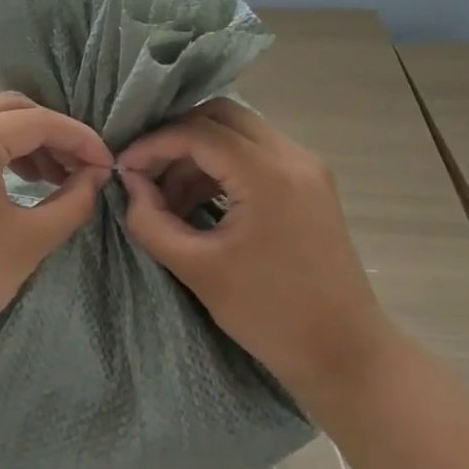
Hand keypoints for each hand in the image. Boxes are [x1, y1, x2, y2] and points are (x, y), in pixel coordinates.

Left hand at [0, 93, 112, 363]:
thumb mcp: (31, 240)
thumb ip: (74, 200)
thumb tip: (96, 175)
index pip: (39, 122)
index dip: (80, 139)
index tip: (107, 165)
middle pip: (12, 109)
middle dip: (53, 133)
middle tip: (82, 168)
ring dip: (26, 141)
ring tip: (56, 177)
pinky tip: (22, 180)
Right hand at [118, 100, 394, 407]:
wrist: (344, 352)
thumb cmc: (269, 314)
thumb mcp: (197, 269)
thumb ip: (152, 221)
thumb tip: (131, 186)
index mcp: (268, 174)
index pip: (198, 132)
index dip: (153, 145)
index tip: (124, 171)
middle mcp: (292, 156)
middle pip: (220, 116)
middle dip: (176, 138)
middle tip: (146, 172)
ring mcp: (306, 168)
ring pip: (238, 132)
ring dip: (198, 153)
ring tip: (168, 197)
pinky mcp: (310, 184)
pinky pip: (256, 154)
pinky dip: (221, 166)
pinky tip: (199, 202)